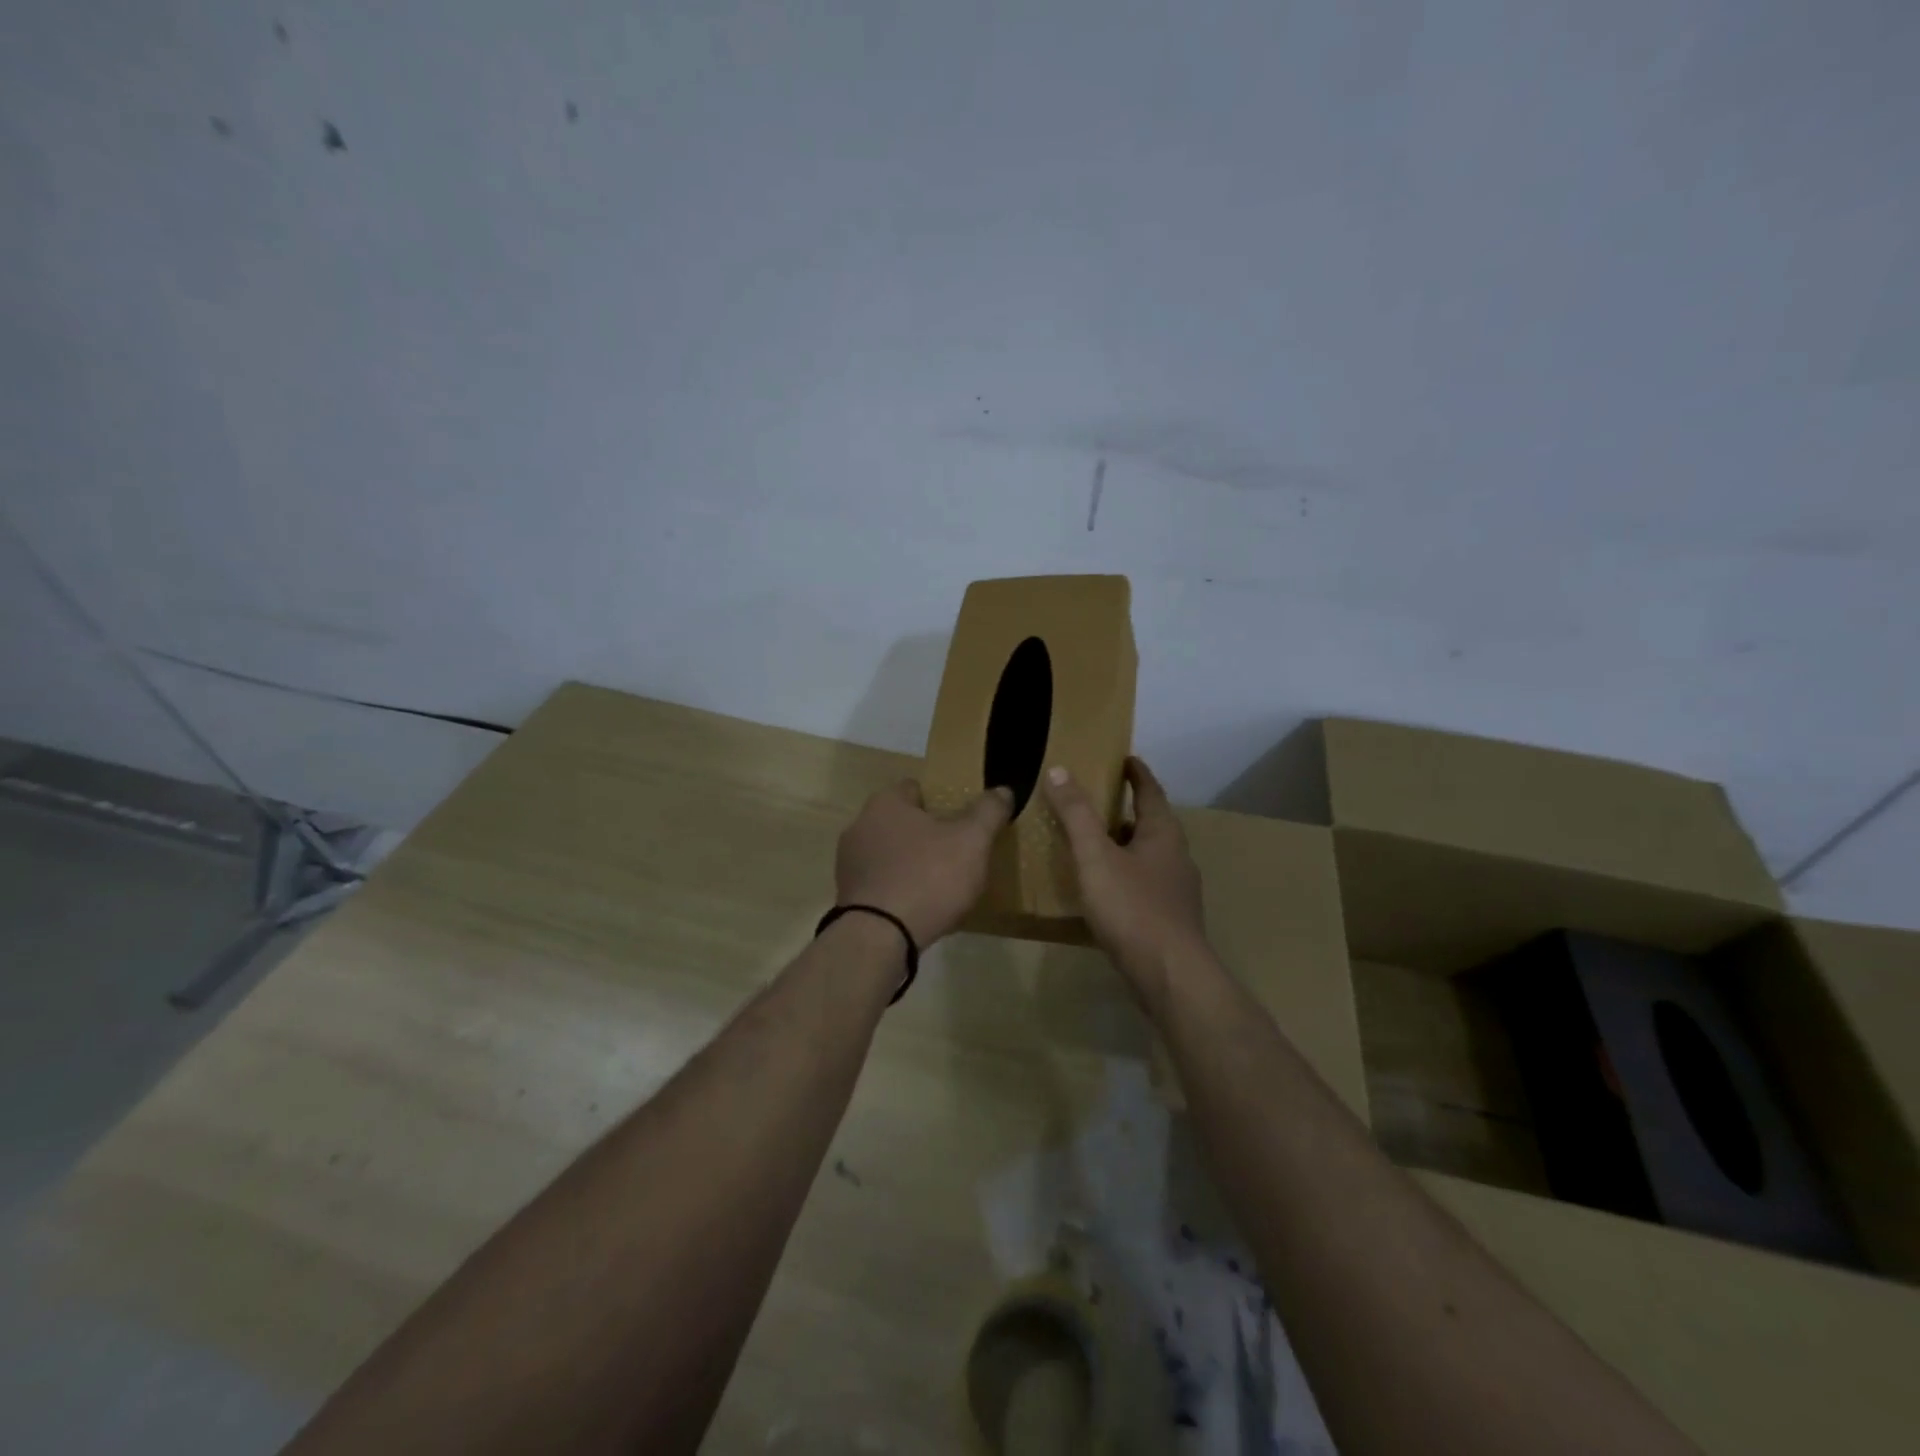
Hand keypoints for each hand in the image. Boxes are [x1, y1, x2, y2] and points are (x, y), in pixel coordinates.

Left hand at [835, 781, 1013, 947]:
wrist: (879, 937)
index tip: (961, 820)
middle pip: (901, 822)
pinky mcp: (848, 895)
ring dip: (910, 863)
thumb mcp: (972, 840)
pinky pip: (881, 883)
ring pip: (890, 853)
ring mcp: (849, 863)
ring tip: (940, 885)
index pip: (916, 788)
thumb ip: (988, 811)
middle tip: (956, 852)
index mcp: (886, 803)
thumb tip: (1003, 790)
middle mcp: (860, 825)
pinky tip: (919, 908)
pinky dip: (899, 889)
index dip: (941, 800)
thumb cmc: (928, 877)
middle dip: (925, 834)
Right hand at [1044, 758, 1205, 1005]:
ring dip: (1124, 845)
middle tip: (1096, 801)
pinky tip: (1104, 890)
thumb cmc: (1133, 908)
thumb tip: (1059, 770)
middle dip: (1126, 810)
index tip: (1124, 758)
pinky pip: (1144, 884)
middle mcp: (1176, 856)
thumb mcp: (1096, 856)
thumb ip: (1077, 814)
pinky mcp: (1170, 919)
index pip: (1151, 791)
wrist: (1170, 975)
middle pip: (1151, 824)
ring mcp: (1176, 891)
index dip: (1136, 773)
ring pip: (1147, 856)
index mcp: (1163, 834)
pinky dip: (1124, 875)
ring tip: (1093, 844)